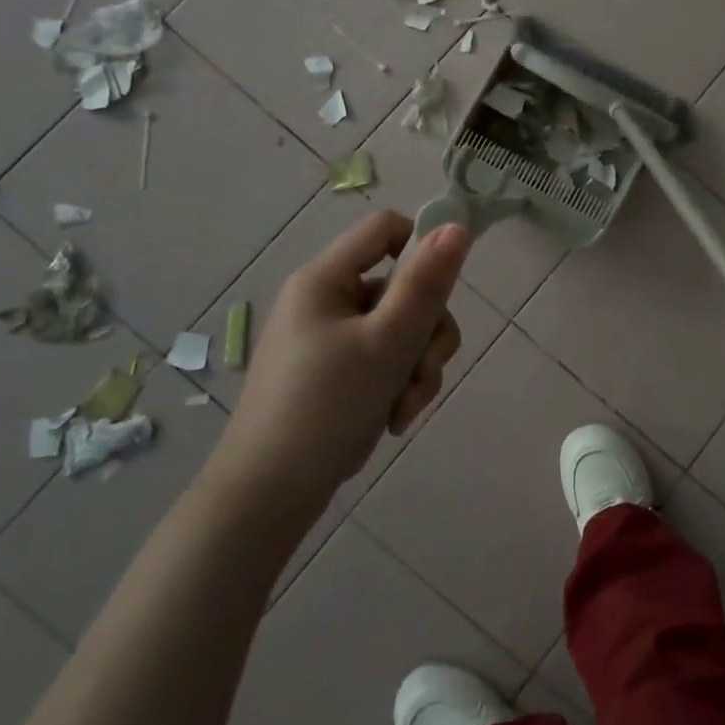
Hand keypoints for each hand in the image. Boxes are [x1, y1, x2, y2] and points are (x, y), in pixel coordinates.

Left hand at [199, 212, 471, 536]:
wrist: (267, 498)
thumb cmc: (327, 407)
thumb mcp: (389, 341)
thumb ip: (426, 283)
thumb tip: (456, 226)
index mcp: (325, 279)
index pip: (385, 228)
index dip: (422, 247)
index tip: (444, 288)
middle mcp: (325, 301)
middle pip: (402, 287)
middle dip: (426, 332)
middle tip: (424, 370)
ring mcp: (328, 340)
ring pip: (400, 329)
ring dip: (418, 365)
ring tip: (407, 406)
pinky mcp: (333, 374)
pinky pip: (384, 360)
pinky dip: (398, 385)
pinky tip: (394, 418)